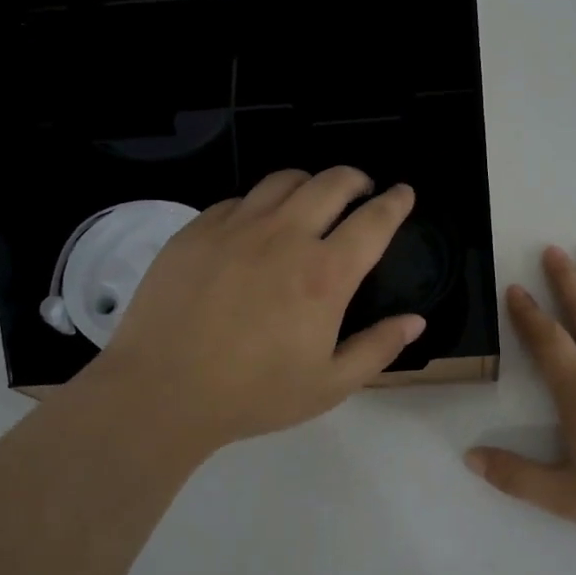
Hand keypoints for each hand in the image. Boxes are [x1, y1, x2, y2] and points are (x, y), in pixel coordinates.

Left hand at [79, 169, 423, 454]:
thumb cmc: (253, 395)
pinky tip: (256, 227)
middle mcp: (285, 237)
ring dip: (310, 183)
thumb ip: (377, 348)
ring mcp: (236, 227)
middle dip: (356, 179)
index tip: (404, 193)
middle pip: (332, 183)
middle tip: (361, 191)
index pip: (374, 221)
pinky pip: (239, 199)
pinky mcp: (197, 230)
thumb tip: (415, 320)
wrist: (161, 392)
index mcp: (325, 275)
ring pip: (284, 180)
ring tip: (312, 200)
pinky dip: (261, 204)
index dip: (396, 202)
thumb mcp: (329, 385)